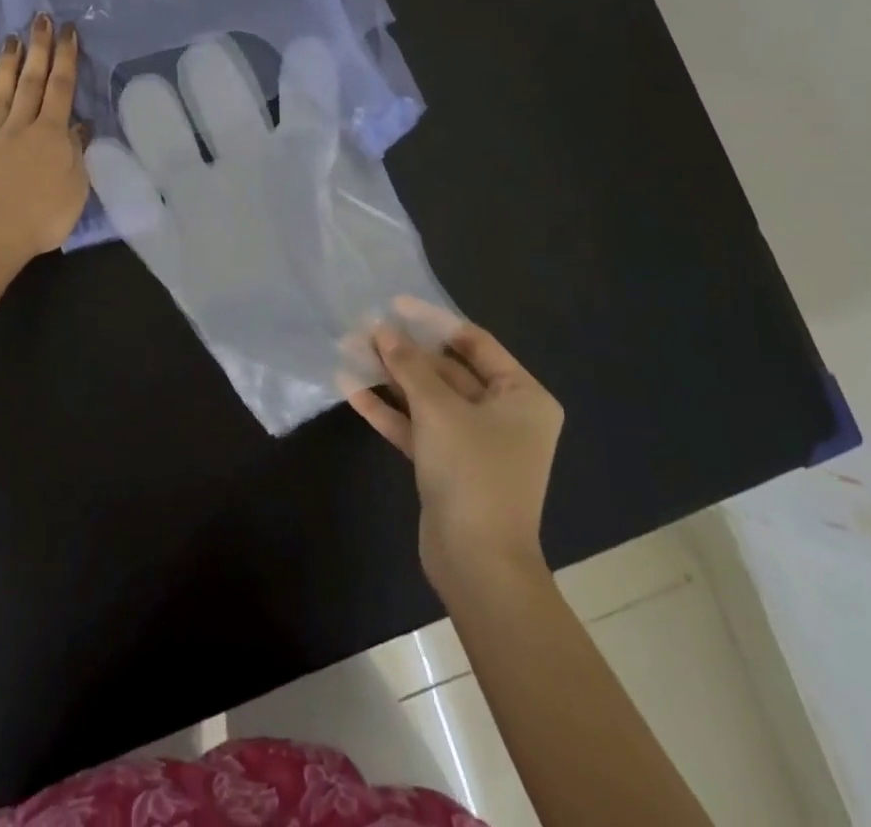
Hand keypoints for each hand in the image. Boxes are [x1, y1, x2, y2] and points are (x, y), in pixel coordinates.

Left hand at [0, 13, 89, 262]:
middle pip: (31, 83)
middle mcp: (20, 128)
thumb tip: (80, 126)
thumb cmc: (41, 217)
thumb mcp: (75, 188)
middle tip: (40, 18)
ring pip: (0, 94)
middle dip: (38, 49)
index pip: (61, 89)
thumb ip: (76, 153)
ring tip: (11, 39)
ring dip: (8, 66)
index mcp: (51, 135)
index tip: (68, 30)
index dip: (66, 58)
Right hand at [346, 298, 564, 591]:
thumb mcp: (439, 410)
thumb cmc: (473, 473)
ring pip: (428, 398)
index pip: (473, 342)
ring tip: (349, 351)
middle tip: (363, 329)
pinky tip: (351, 389)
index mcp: (521, 395)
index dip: (432, 321)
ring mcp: (474, 441)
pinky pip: (418, 427)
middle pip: (447, 369)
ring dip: (391, 377)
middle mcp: (503, 414)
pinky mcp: (447, 465)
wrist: (477, 565)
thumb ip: (410, 366)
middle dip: (404, 351)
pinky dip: (389, 410)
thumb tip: (383, 329)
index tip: (394, 304)